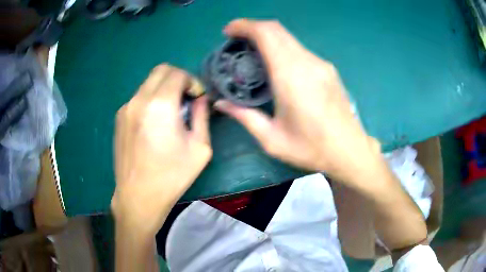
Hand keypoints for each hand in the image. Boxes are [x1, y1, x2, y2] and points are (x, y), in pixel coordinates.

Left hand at [111, 64, 211, 235]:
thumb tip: (200, 98)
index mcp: (160, 105)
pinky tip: (154, 123)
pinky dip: (150, 100)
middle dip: (178, 78)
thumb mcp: (200, 148)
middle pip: (161, 70)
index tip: (197, 98)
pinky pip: (138, 98)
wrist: (138, 196)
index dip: (192, 81)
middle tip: (186, 98)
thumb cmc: (172, 175)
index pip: (178, 73)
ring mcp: (125, 108)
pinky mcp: (119, 118)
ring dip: (163, 89)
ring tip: (170, 112)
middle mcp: (139, 100)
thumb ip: (202, 115)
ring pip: (148, 83)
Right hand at [215, 19, 381, 184]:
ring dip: (268, 38)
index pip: (266, 34)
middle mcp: (307, 62)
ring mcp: (320, 64)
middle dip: (253, 28)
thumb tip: (220, 103)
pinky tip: (276, 64)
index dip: (244, 26)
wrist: (350, 151)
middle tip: (236, 41)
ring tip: (252, 53)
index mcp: (291, 76)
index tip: (228, 31)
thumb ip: (244, 116)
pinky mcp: (328, 69)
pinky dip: (282, 47)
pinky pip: (299, 49)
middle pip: (277, 29)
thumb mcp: (272, 139)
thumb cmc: (311, 149)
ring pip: (289, 38)